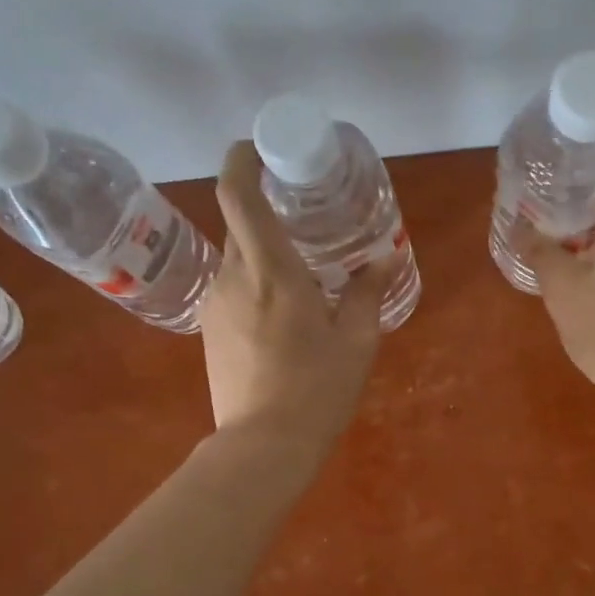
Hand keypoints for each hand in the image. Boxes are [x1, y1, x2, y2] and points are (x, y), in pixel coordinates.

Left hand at [200, 141, 388, 455]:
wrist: (263, 446)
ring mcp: (215, 304)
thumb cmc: (317, 390)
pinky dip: (256, 283)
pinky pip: (232, 288)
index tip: (259, 149)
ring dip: (265, 253)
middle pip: (239, 223)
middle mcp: (234, 277)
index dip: (241, 161)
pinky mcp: (208, 329)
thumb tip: (385, 255)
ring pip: (237, 258)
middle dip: (265, 209)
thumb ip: (368, 291)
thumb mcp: (357, 341)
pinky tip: (283, 314)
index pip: (238, 195)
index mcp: (272, 271)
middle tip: (303, 215)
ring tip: (302, 273)